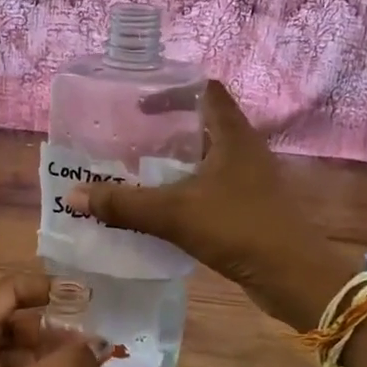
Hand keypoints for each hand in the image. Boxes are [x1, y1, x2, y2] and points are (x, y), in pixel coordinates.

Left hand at [0, 273, 107, 366]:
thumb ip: (70, 364)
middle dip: (45, 326)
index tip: (84, 296)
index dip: (46, 288)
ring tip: (75, 366)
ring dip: (37, 355)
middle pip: (4, 319)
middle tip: (84, 338)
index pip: (6, 289)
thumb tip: (104, 341)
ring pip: (0, 351)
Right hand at [63, 81, 355, 330]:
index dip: (173, 89)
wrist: (294, 277)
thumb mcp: (175, 214)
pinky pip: (211, 187)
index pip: (206, 90)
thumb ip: (124, 204)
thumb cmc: (239, 229)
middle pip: (202, 124)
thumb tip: (73, 195)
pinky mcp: (250, 207)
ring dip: (174, 162)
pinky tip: (160, 206)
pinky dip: (185, 189)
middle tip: (127, 139)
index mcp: (233, 135)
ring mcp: (249, 180)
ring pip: (206, 158)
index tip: (138, 104)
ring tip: (136, 171)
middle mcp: (244, 150)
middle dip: (165, 129)